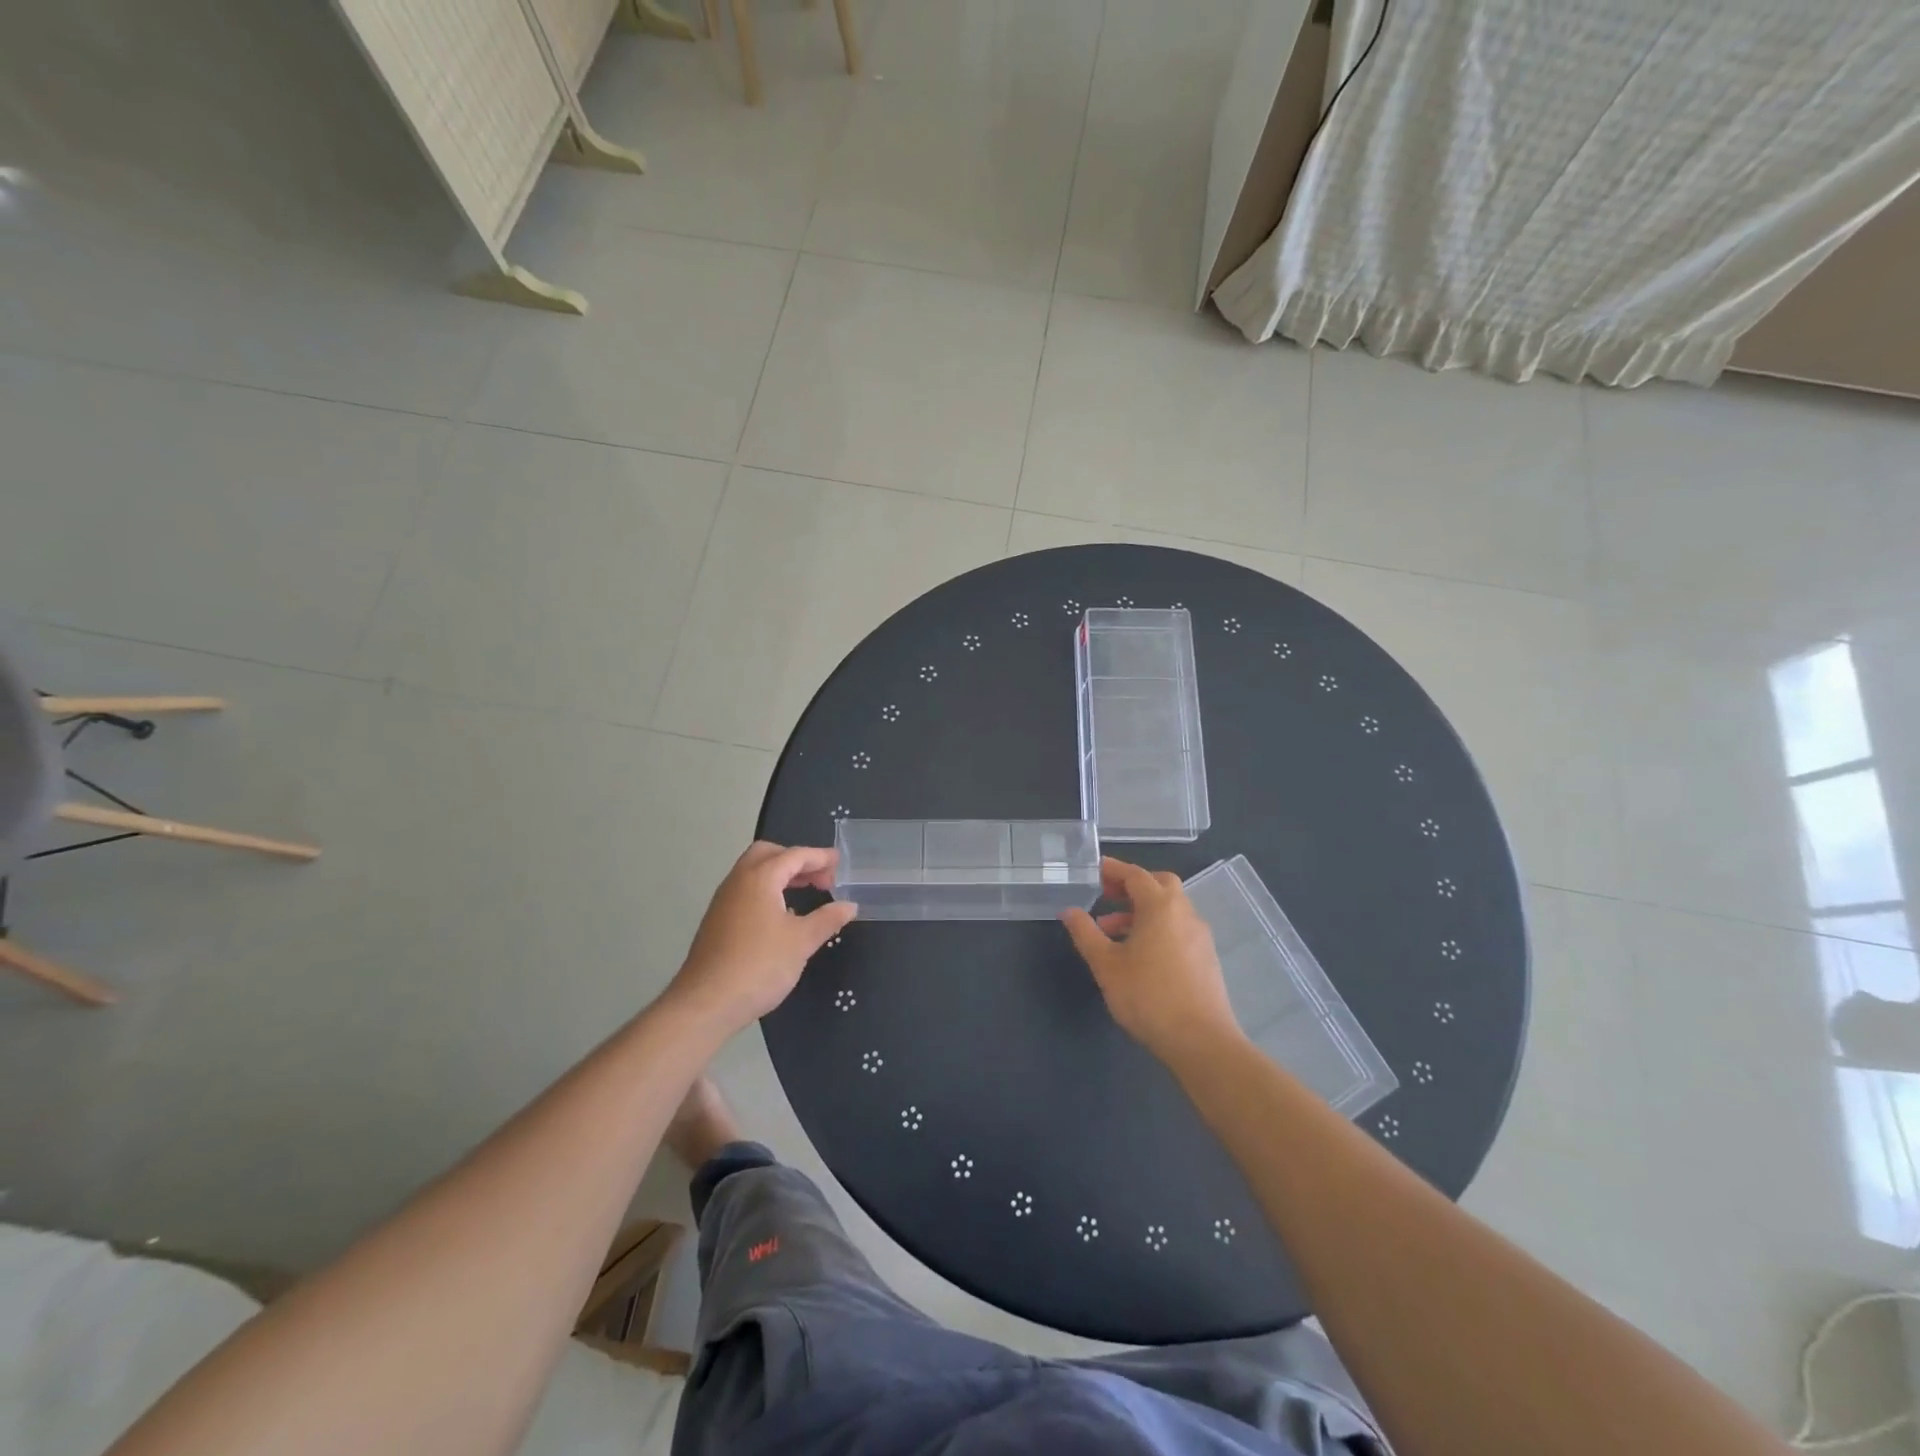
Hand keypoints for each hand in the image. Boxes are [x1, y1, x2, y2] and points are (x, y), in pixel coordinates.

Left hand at [668, 842, 856, 1032]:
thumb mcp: (802, 942)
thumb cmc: (758, 966)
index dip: (819, 857)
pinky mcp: (717, 920)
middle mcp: (738, 881)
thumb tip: (849, 905)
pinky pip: (746, 890)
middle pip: (768, 854)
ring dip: (781, 875)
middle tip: (820, 878)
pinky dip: (768, 890)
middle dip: (796, 860)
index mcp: (760, 878)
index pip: (794, 855)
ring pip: (754, 872)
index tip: (839, 862)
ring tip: (806, 893)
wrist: (706, 1004)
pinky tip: (782, 916)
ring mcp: (724, 901)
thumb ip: (827, 918)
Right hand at [1061, 857, 1241, 1064]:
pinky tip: (1139, 955)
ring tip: (1112, 932)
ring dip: (1142, 910)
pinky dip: (1157, 928)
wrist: (1201, 1041)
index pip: (1135, 875)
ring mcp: (1200, 936)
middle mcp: (1184, 913)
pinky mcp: (1206, 958)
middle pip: (1159, 885)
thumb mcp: (1106, 965)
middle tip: (1106, 895)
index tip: (1094, 870)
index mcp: (1160, 907)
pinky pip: (1178, 928)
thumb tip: (1069, 911)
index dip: (1113, 870)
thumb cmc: (1148, 997)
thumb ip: (1086, 933)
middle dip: (1132, 886)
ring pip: (1170, 909)